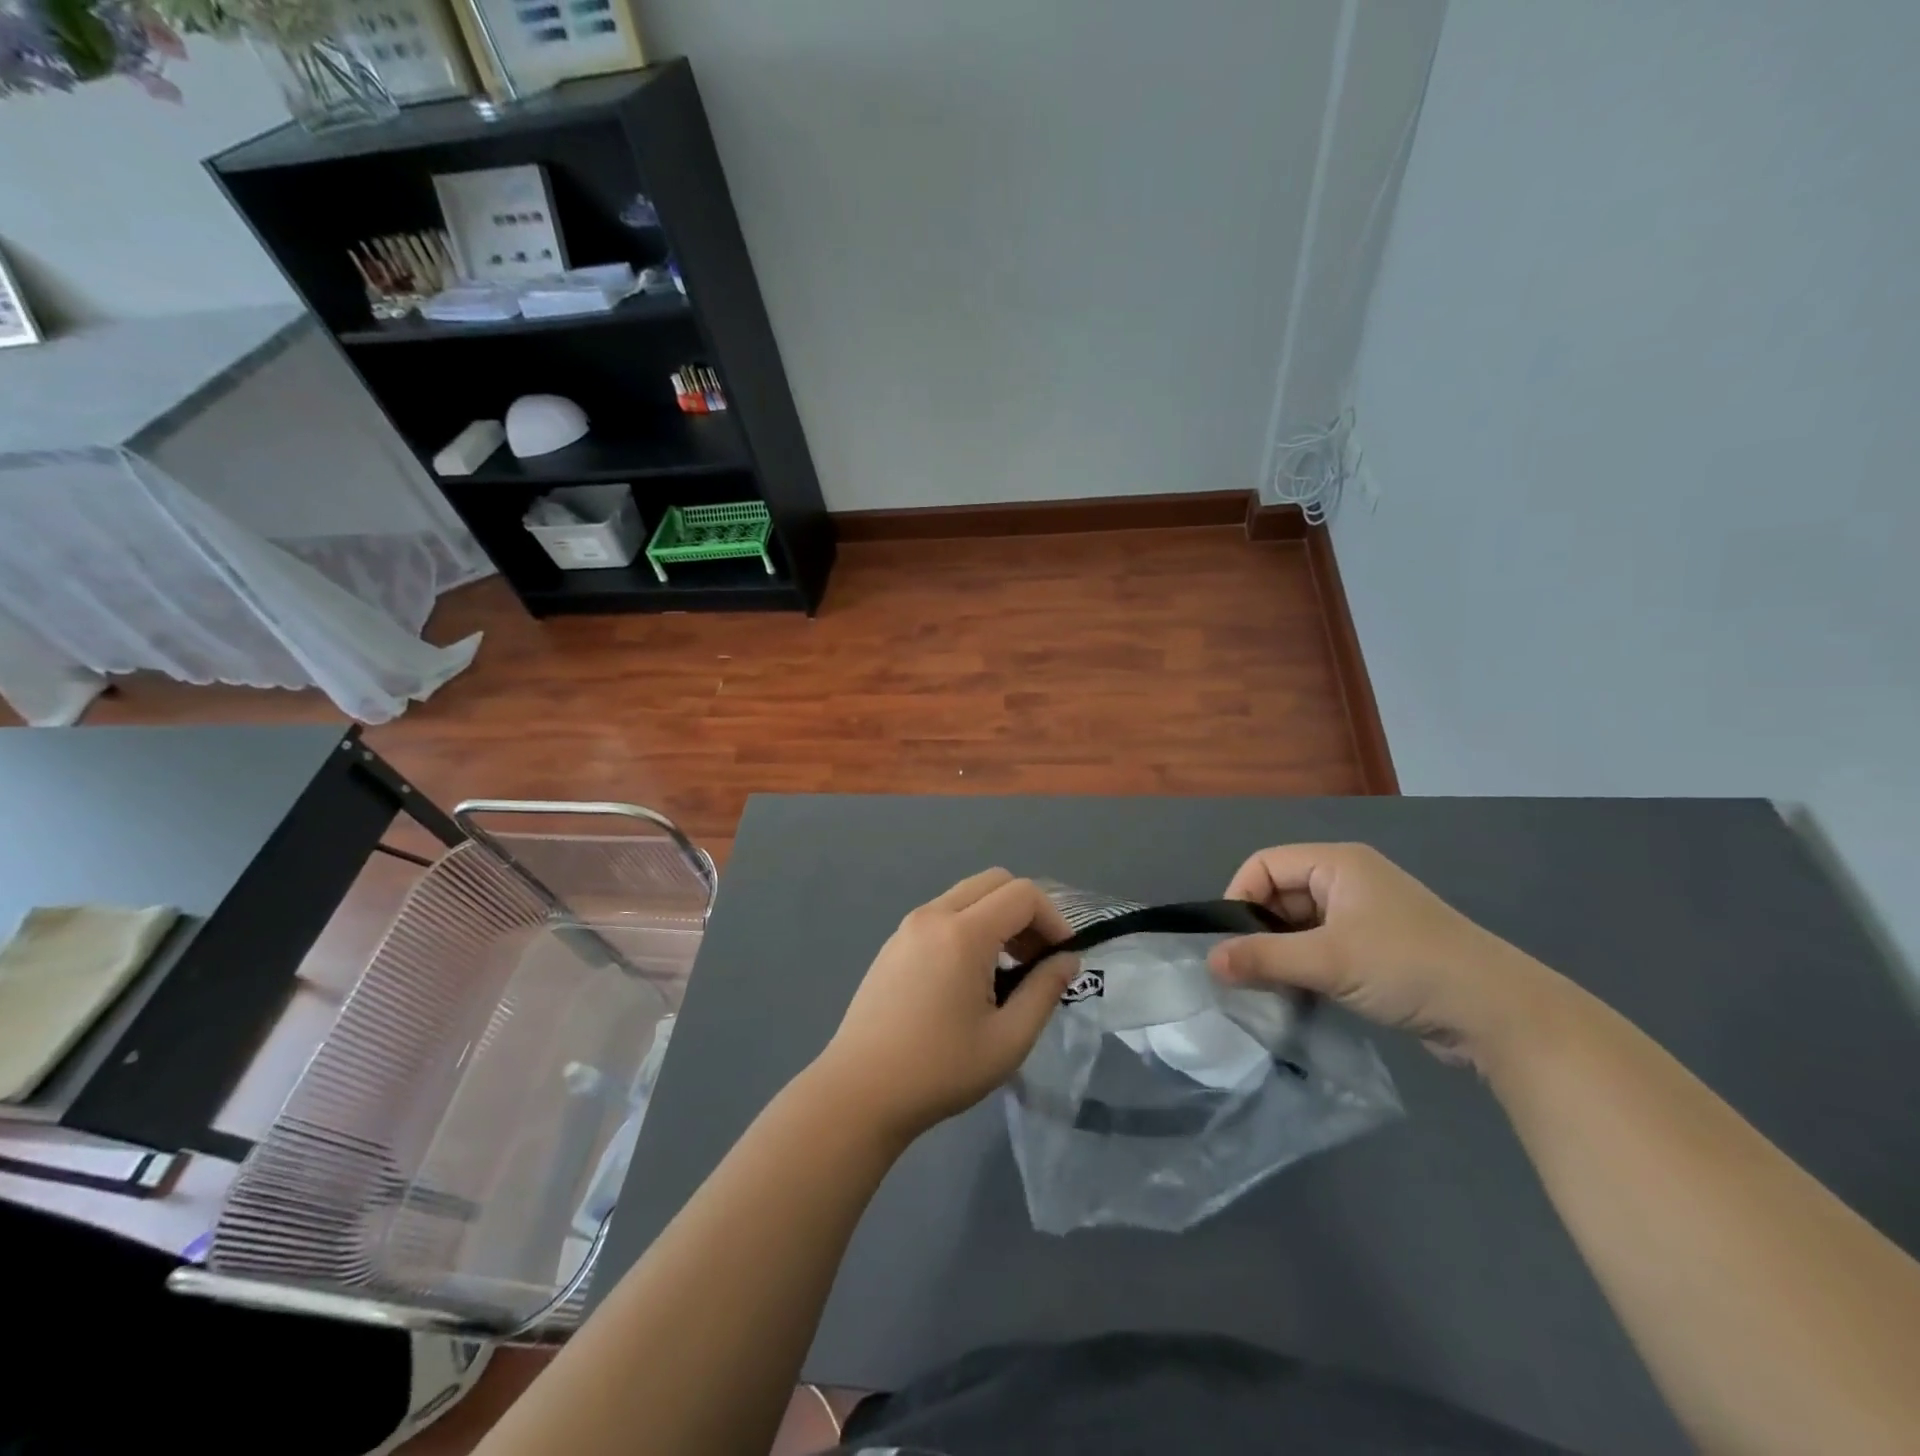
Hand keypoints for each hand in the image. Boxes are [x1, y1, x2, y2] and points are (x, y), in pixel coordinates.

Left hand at [812, 869, 1079, 1143]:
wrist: (859, 1092)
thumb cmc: (939, 1070)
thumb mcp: (1008, 1039)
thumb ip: (1044, 991)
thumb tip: (1066, 959)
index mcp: (963, 933)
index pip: (1022, 894)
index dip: (1053, 919)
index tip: (1062, 959)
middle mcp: (933, 915)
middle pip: (994, 882)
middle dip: (1026, 912)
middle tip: (1037, 959)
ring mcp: (908, 926)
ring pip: (967, 895)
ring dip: (997, 918)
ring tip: (1007, 971)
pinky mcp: (893, 943)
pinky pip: (943, 914)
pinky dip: (969, 926)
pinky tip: (968, 977)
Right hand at [1210, 843, 1560, 1065]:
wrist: (1501, 1015)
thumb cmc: (1408, 968)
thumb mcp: (1328, 961)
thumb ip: (1263, 958)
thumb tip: (1209, 962)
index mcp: (1338, 864)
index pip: (1265, 864)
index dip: (1240, 897)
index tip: (1231, 943)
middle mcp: (1349, 880)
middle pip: (1281, 893)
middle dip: (1261, 930)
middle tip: (1248, 971)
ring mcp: (1366, 915)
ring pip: (1301, 924)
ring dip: (1283, 953)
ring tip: (1272, 988)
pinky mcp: (1378, 948)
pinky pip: (1324, 946)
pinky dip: (1307, 966)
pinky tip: (1302, 995)